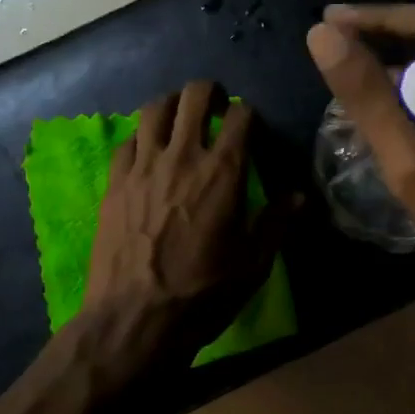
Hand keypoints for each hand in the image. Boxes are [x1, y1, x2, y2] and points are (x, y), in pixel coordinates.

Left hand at [82, 80, 287, 367]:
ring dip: (173, 106)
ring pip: (155, 108)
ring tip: (180, 122)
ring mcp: (142, 166)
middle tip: (216, 109)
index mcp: (223, 172)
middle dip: (209, 94)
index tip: (251, 130)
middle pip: (194, 95)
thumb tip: (300, 194)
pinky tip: (148, 155)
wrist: (134, 320)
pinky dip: (142, 137)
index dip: (249, 115)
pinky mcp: (114, 181)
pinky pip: (128, 140)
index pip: (241, 115)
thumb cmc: (203, 294)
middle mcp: (182, 156)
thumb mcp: (254, 264)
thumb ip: (278, 221)